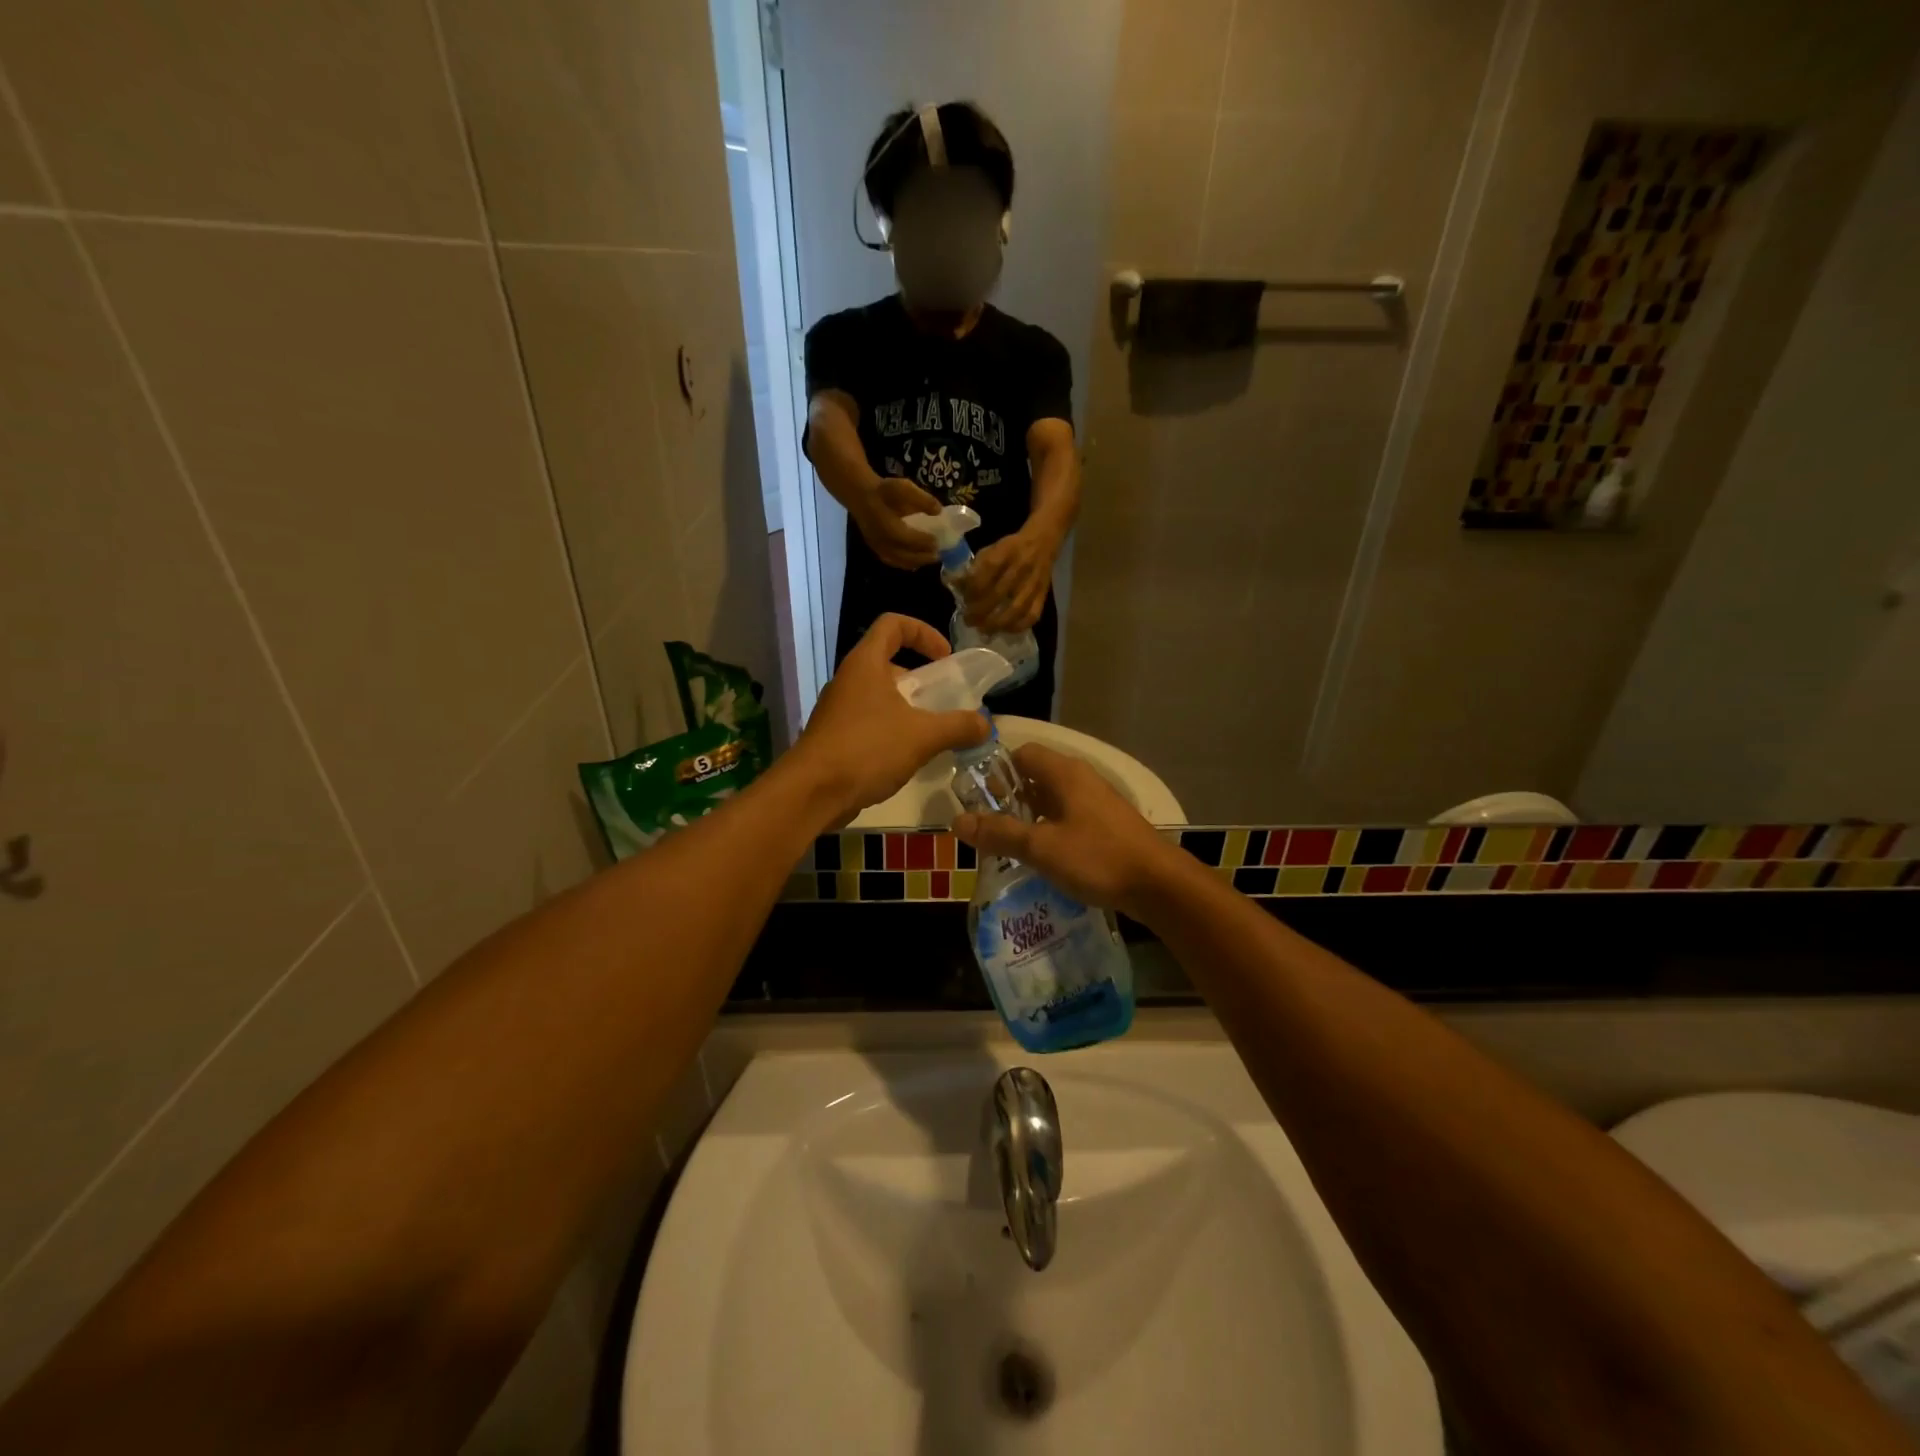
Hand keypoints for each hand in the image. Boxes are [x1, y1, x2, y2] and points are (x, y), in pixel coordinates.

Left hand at [789, 614, 988, 822]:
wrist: (812, 792)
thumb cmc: (867, 749)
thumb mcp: (922, 736)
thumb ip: (958, 726)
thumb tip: (986, 724)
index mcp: (866, 663)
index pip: (893, 624)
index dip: (923, 632)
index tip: (945, 658)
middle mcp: (849, 680)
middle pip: (888, 662)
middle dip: (920, 679)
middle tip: (944, 701)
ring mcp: (838, 709)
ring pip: (880, 696)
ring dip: (908, 709)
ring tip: (932, 733)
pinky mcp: (835, 737)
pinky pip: (870, 723)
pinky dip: (892, 731)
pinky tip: (908, 757)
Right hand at [852, 478, 943, 569]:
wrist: (860, 494)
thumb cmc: (883, 490)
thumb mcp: (904, 488)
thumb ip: (922, 500)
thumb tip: (939, 511)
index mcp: (888, 526)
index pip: (908, 539)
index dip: (923, 542)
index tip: (938, 542)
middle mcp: (882, 541)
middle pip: (904, 555)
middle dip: (923, 556)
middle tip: (938, 555)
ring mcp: (877, 547)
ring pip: (898, 560)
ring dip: (915, 561)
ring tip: (930, 558)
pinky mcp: (875, 548)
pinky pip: (891, 560)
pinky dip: (905, 563)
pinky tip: (914, 561)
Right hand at [952, 744, 1181, 919]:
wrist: (1159, 885)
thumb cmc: (1097, 857)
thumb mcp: (1041, 847)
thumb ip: (999, 833)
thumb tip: (957, 821)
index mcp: (1064, 774)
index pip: (1022, 753)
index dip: (996, 770)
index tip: (976, 797)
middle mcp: (1081, 780)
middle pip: (1036, 777)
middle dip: (1009, 798)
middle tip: (986, 826)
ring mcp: (1097, 803)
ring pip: (1052, 801)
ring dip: (1029, 818)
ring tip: (1006, 844)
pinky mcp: (1106, 826)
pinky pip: (1068, 819)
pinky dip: (1050, 831)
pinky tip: (1040, 858)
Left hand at [962, 528, 1053, 632]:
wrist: (1042, 542)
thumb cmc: (1010, 548)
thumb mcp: (990, 550)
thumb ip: (974, 568)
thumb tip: (956, 586)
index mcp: (1004, 552)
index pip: (985, 573)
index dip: (972, 590)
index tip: (963, 601)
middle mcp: (1020, 567)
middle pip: (998, 594)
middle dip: (980, 611)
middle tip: (968, 620)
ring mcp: (1033, 583)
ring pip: (1016, 609)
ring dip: (997, 623)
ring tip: (983, 630)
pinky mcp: (1043, 594)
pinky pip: (1032, 615)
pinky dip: (1018, 626)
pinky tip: (1004, 630)